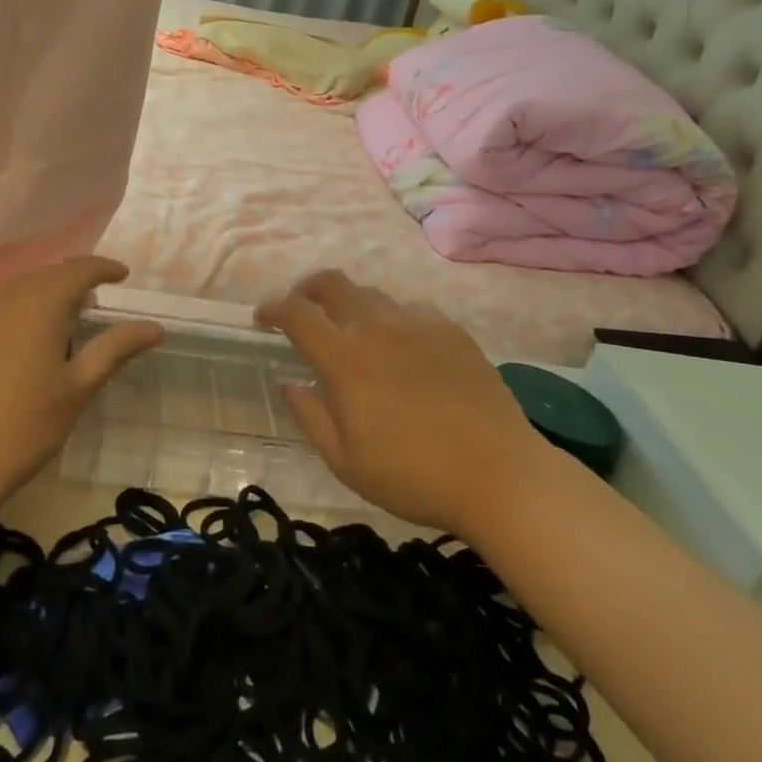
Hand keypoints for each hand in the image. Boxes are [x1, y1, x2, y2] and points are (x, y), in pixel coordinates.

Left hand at [0, 257, 162, 521]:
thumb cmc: (22, 428)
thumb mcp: (78, 389)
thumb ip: (115, 349)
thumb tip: (154, 326)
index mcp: (39, 304)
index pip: (77, 269)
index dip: (102, 268)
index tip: (122, 275)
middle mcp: (2, 299)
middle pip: (44, 276)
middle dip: (72, 280)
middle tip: (95, 298)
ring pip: (15, 291)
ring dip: (42, 295)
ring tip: (61, 319)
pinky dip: (15, 313)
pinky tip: (19, 343)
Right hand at [255, 270, 544, 533]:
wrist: (499, 475)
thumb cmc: (413, 476)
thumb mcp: (346, 461)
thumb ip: (310, 416)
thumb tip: (289, 383)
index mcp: (346, 360)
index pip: (298, 314)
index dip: (274, 309)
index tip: (262, 317)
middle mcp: (379, 329)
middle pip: (334, 284)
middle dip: (307, 288)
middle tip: (301, 307)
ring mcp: (420, 325)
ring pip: (373, 295)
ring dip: (350, 304)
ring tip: (350, 331)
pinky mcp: (453, 332)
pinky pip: (411, 311)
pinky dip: (391, 319)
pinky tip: (400, 347)